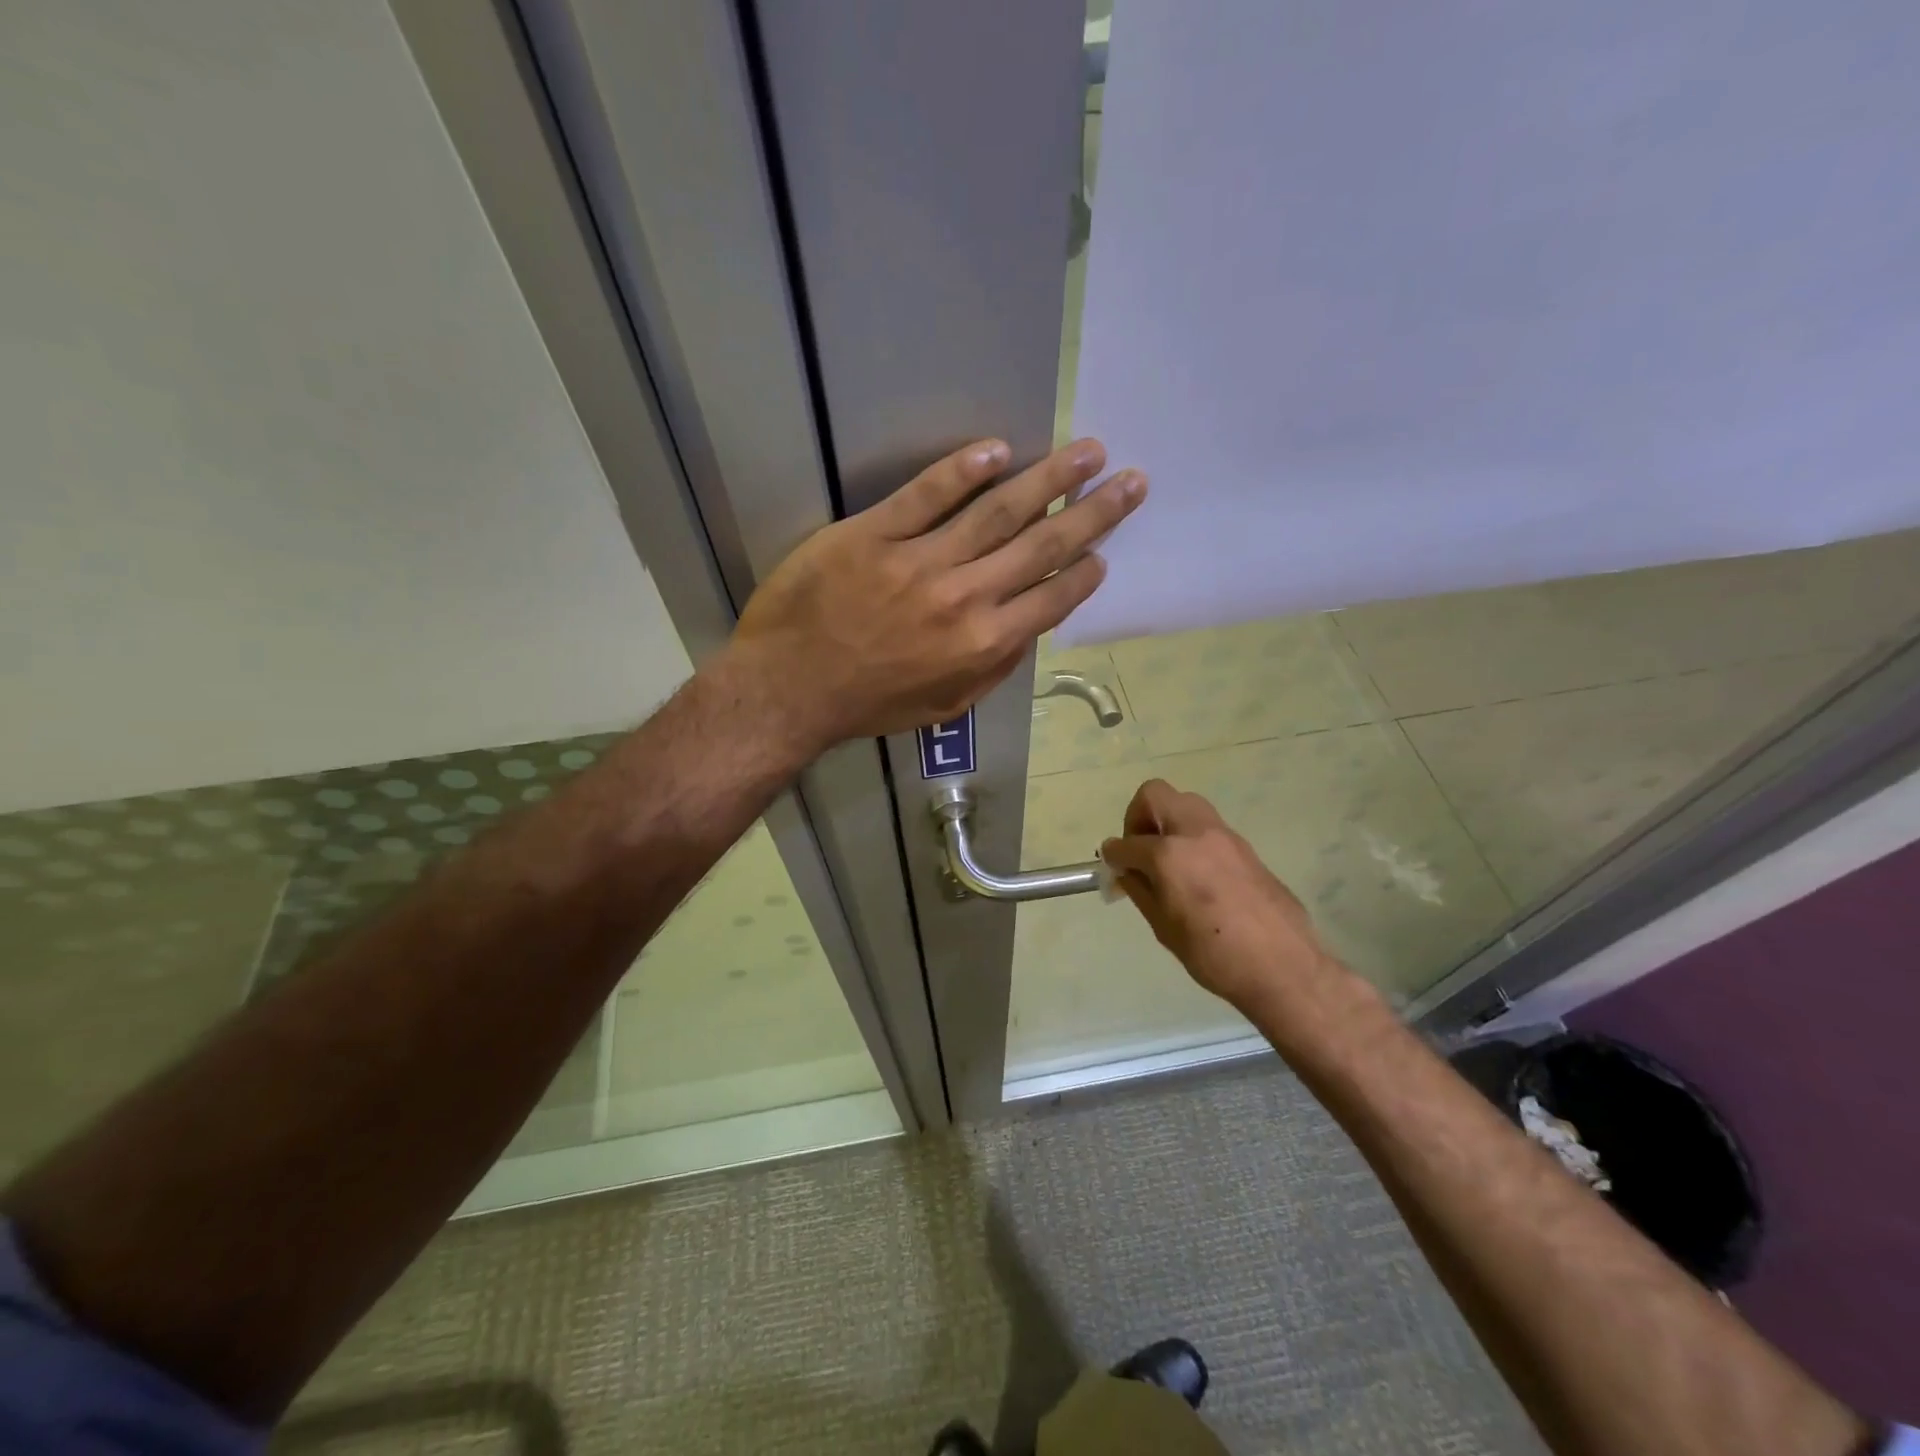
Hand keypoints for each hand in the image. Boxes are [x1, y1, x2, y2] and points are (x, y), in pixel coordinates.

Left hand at [729, 437, 1145, 748]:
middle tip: (1130, 480)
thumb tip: (1027, 630)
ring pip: (998, 510)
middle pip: (1042, 544)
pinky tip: (996, 449)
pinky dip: (963, 470)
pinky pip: (927, 494)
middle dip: (1093, 512)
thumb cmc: (869, 704)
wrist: (789, 690)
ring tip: (1087, 451)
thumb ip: (993, 668)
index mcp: (984, 643)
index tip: (1105, 549)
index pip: (1052, 596)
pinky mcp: (874, 533)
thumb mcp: (945, 705)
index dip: (1085, 570)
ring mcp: (920, 560)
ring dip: (1049, 477)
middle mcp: (965, 596)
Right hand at [1101, 779, 1335, 1012]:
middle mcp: (1195, 833)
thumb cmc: (1214, 955)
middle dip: (1138, 817)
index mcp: (1169, 855)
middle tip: (1139, 850)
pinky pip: (1207, 825)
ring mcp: (1224, 835)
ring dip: (1167, 821)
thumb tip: (1127, 871)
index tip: (1111, 865)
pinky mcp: (1245, 846)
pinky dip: (1190, 836)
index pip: (1127, 843)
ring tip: (1166, 859)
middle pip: (1156, 795)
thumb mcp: (1164, 928)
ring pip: (1185, 803)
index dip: (1113, 854)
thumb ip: (1140, 890)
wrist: (1283, 967)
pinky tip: (1194, 872)